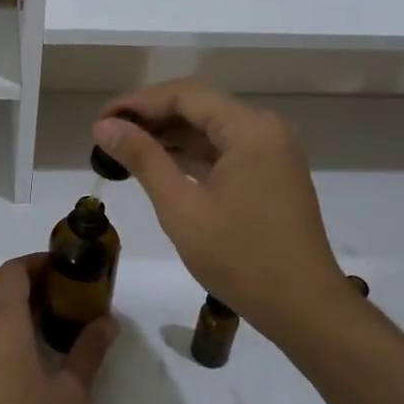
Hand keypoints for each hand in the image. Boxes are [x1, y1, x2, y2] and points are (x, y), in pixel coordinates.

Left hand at [0, 256, 115, 403]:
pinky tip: (15, 351)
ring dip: (4, 300)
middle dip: (21, 277)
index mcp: (2, 322)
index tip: (61, 271)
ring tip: (39, 320)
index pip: (13, 271)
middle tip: (55, 292)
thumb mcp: (70, 393)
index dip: (36, 263)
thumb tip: (107, 322)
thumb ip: (88, 351)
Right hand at [93, 79, 346, 336]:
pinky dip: (191, 155)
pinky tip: (159, 166)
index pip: (184, 95)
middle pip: (199, 107)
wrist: (303, 308)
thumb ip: (143, 159)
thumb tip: (104, 126)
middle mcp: (265, 129)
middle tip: (107, 135)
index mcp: (249, 128)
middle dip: (151, 117)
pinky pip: (224, 151)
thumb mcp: (182, 207)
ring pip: (210, 129)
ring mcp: (271, 152)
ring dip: (169, 136)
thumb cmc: (240, 257)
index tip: (100, 120)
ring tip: (124, 150)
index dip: (138, 102)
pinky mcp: (271, 174)